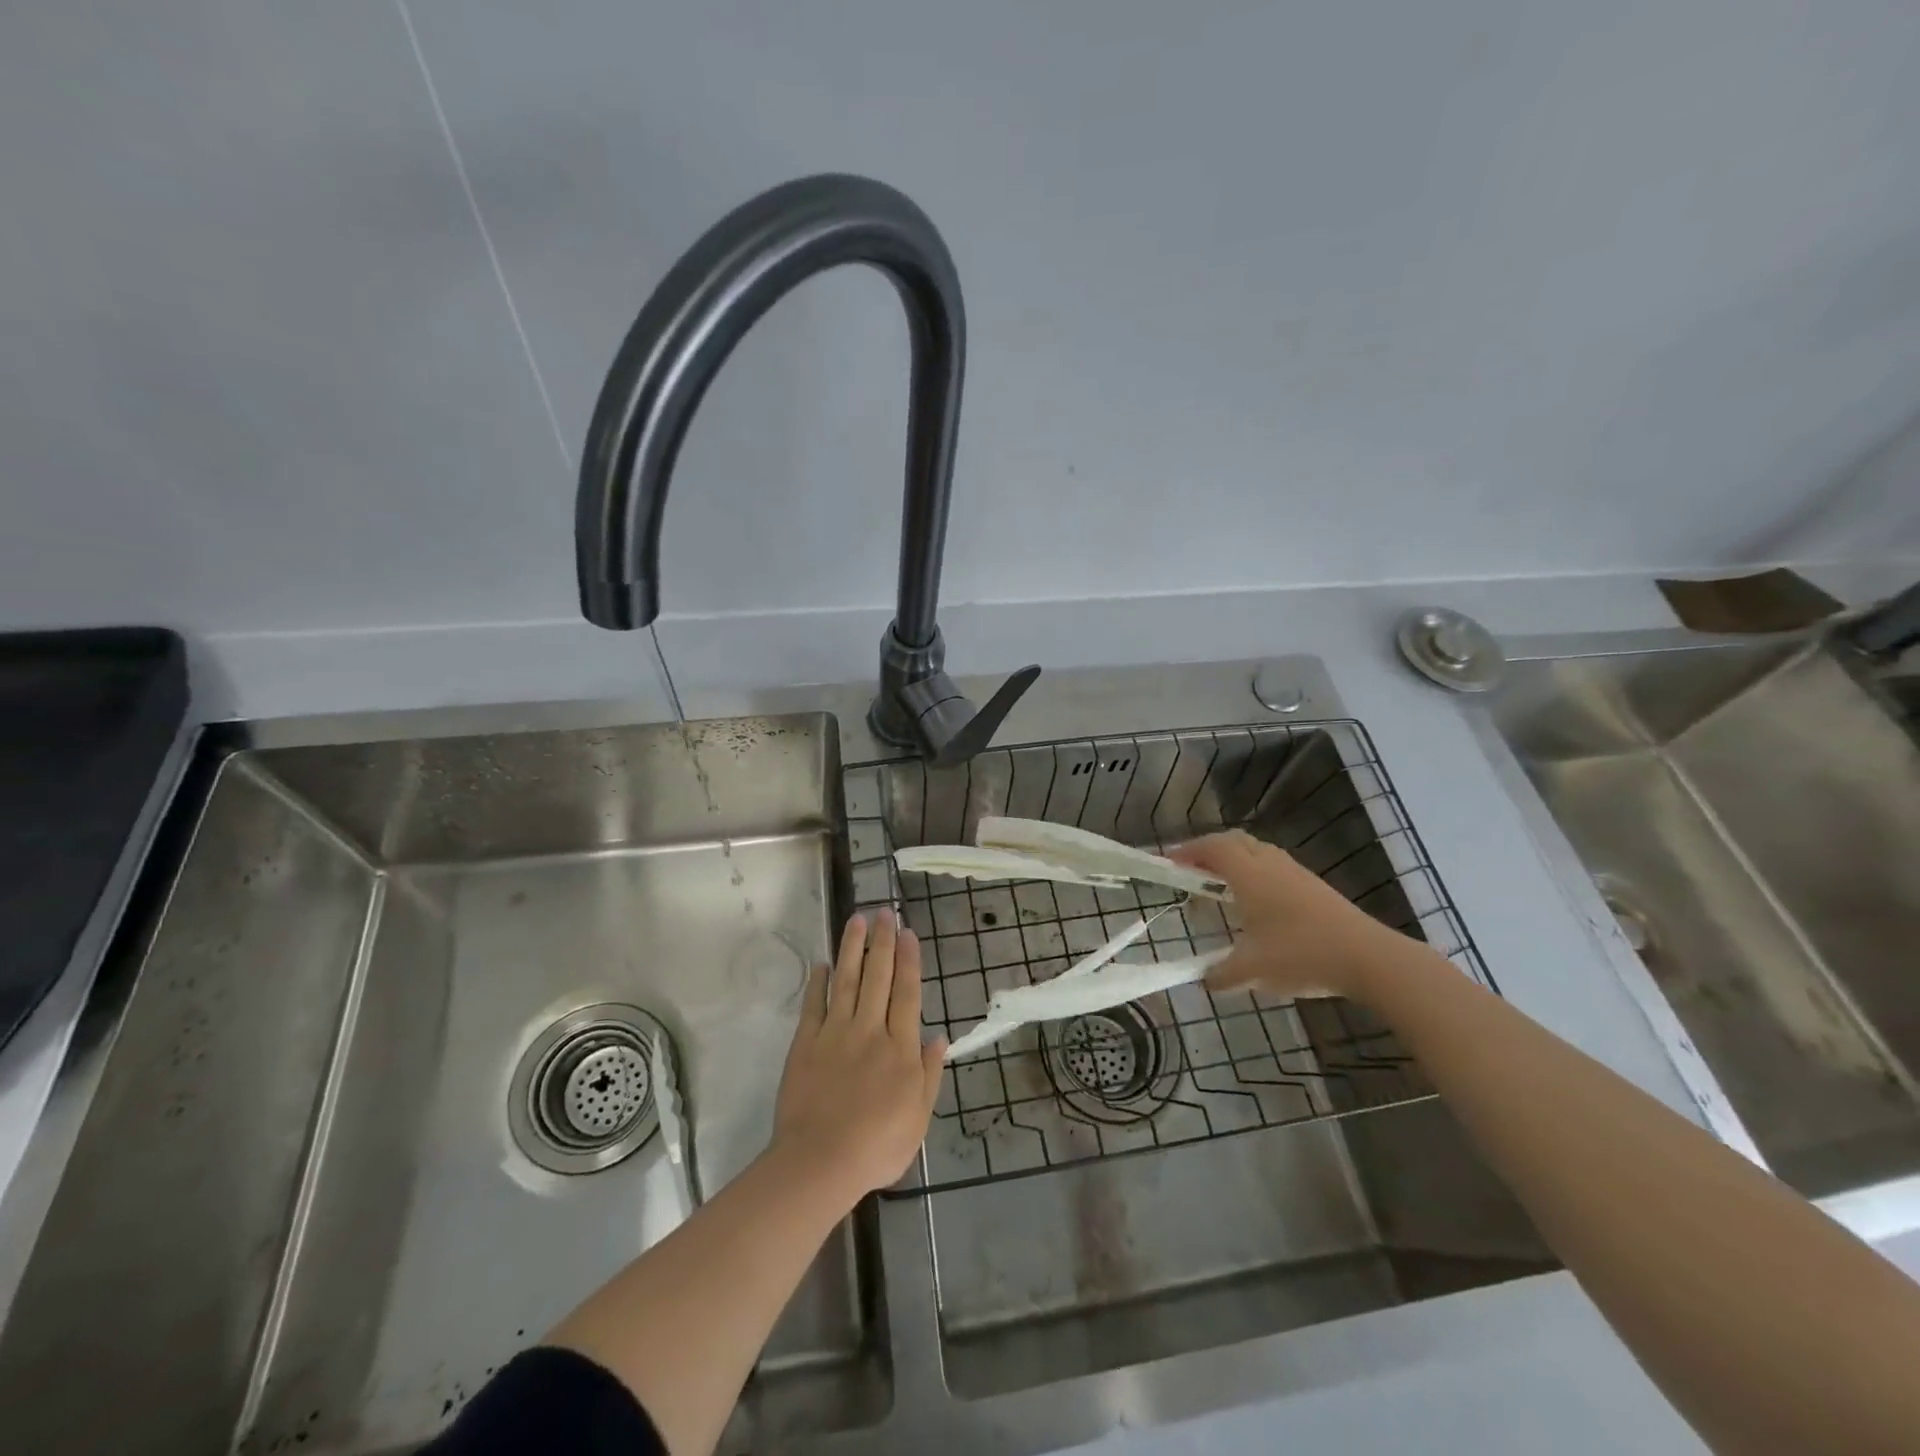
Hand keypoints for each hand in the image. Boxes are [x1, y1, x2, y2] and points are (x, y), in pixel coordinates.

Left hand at [772, 910, 945, 1199]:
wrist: (821, 1162)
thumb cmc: (877, 1146)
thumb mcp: (918, 1118)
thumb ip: (928, 1074)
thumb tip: (939, 1037)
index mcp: (899, 1048)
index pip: (906, 994)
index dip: (908, 960)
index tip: (908, 932)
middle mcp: (870, 1030)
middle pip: (878, 977)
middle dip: (882, 942)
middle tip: (883, 912)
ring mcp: (835, 1034)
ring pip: (847, 981)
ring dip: (852, 949)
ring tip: (855, 920)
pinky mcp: (806, 1043)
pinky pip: (813, 1005)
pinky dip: (817, 982)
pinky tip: (821, 963)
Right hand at [1167, 831, 1406, 999]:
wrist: (1367, 958)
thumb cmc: (1301, 955)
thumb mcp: (1253, 971)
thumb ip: (1222, 975)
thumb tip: (1204, 981)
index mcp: (1249, 875)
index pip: (1212, 847)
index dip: (1187, 851)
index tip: (1169, 862)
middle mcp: (1270, 864)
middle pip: (1234, 841)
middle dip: (1208, 850)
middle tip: (1192, 870)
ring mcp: (1295, 873)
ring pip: (1257, 851)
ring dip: (1234, 860)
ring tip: (1220, 885)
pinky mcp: (1314, 886)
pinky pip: (1273, 866)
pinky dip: (1255, 872)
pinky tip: (1256, 902)